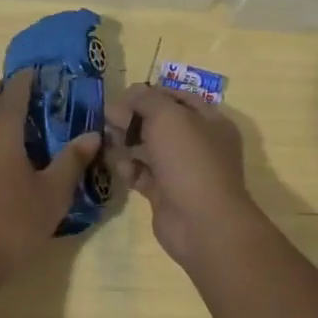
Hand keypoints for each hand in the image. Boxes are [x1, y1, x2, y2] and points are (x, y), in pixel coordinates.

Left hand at [0, 70, 101, 288]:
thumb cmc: (12, 225)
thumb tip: (92, 135)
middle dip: (1, 89)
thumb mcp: (52, 195)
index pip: (13, 93)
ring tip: (10, 122)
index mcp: (1, 134)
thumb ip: (72, 161)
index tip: (36, 71)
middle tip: (21, 90)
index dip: (25, 79)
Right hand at [106, 84, 257, 266]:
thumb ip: (145, 99)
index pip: (177, 98)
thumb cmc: (189, 160)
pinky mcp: (166, 194)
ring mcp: (182, 171)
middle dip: (133, 119)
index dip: (150, 94)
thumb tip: (127, 95)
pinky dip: (130, 169)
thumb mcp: (167, 117)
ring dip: (127, 143)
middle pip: (160, 123)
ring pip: (149, 149)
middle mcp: (199, 144)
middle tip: (107, 118)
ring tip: (107, 141)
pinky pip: (143, 175)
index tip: (123, 96)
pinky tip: (120, 168)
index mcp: (210, 121)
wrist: (202, 223)